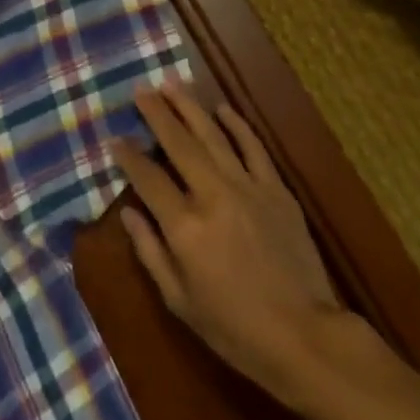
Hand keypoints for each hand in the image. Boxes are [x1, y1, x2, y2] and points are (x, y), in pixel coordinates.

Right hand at [116, 82, 375, 407]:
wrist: (304, 335)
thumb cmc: (235, 329)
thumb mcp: (180, 301)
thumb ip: (150, 252)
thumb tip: (128, 213)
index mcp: (185, 227)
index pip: (148, 179)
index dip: (128, 156)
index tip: (115, 138)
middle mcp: (213, 195)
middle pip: (178, 144)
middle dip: (157, 114)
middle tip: (141, 91)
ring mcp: (248, 187)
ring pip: (213, 135)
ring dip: (190, 107)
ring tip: (171, 84)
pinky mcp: (276, 189)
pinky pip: (253, 147)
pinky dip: (237, 125)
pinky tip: (222, 108)